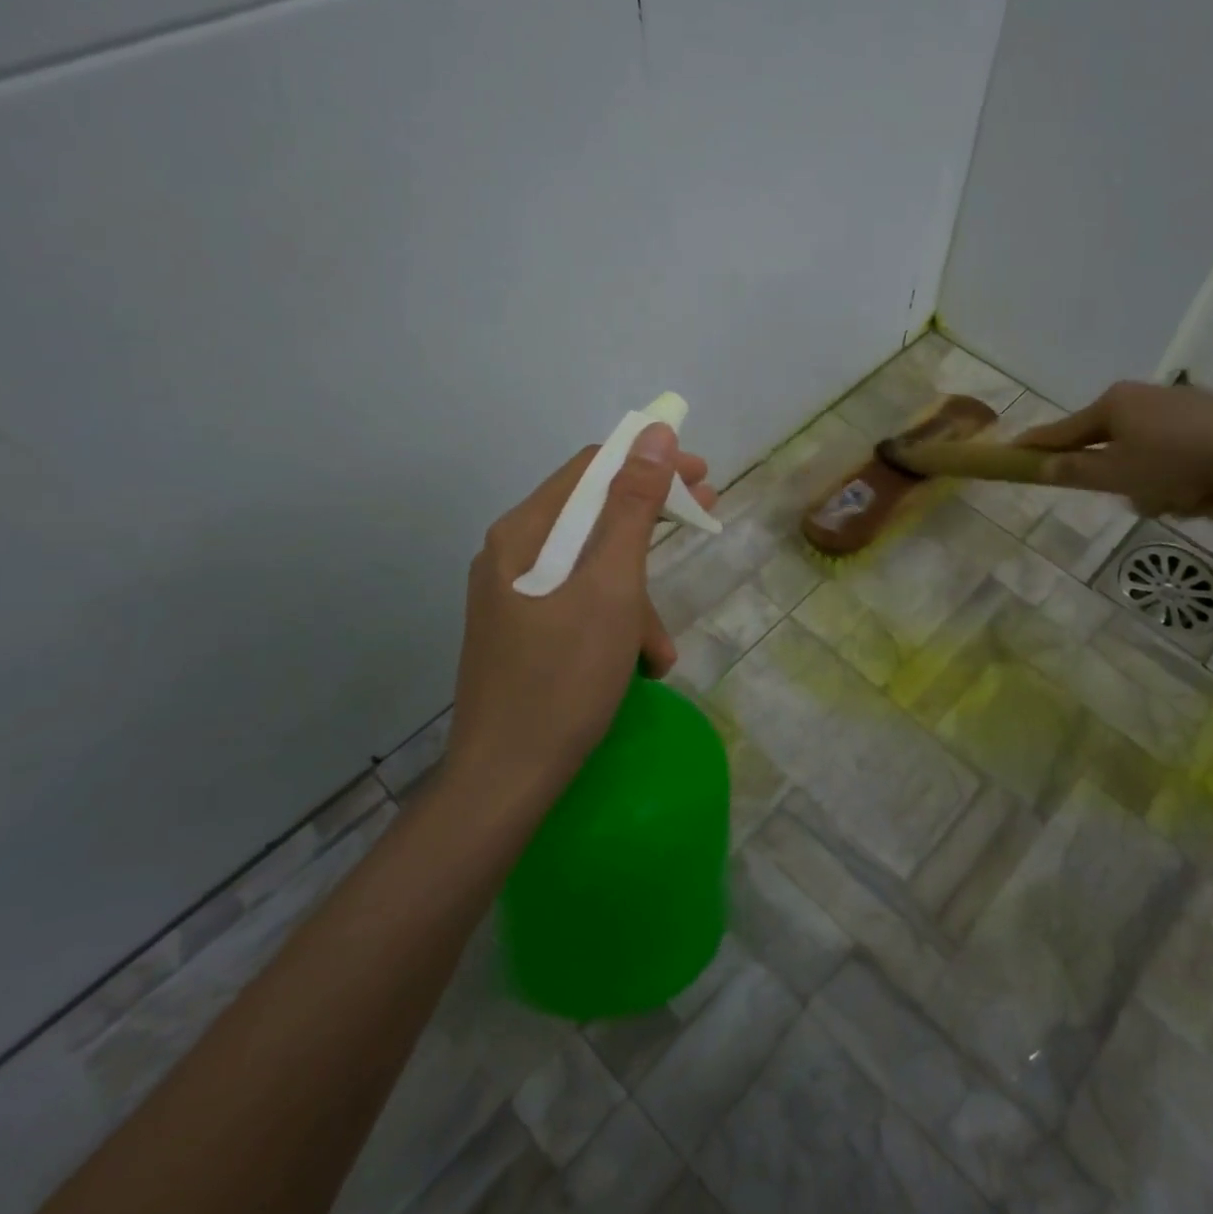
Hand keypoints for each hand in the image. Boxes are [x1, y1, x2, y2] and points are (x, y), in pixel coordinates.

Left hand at [443, 424, 715, 812]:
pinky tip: (639, 664)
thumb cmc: (564, 677)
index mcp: (524, 533)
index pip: (592, 468)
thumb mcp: (612, 587)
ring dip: (637, 597)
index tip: (702, 475)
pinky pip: (580, 604)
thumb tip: (655, 433)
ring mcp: (514, 596)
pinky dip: (615, 622)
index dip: (650, 462)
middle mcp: (512, 554)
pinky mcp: (523, 631)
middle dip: (652, 521)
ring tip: (661, 649)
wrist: (506, 780)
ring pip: (592, 569)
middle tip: (706, 516)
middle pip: (593, 515)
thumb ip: (633, 506)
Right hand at [1016, 380, 1212, 518]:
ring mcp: (1183, 409)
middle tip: (1145, 498)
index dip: (1037, 445)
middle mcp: (1144, 399)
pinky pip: (1186, 461)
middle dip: (1127, 482)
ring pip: (1153, 462)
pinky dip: (1194, 482)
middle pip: (1114, 450)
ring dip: (1164, 489)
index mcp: (1113, 405)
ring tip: (1190, 500)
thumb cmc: (1175, 461)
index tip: (1012, 450)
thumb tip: (1045, 466)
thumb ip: (1076, 471)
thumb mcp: (1117, 474)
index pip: (1063, 430)